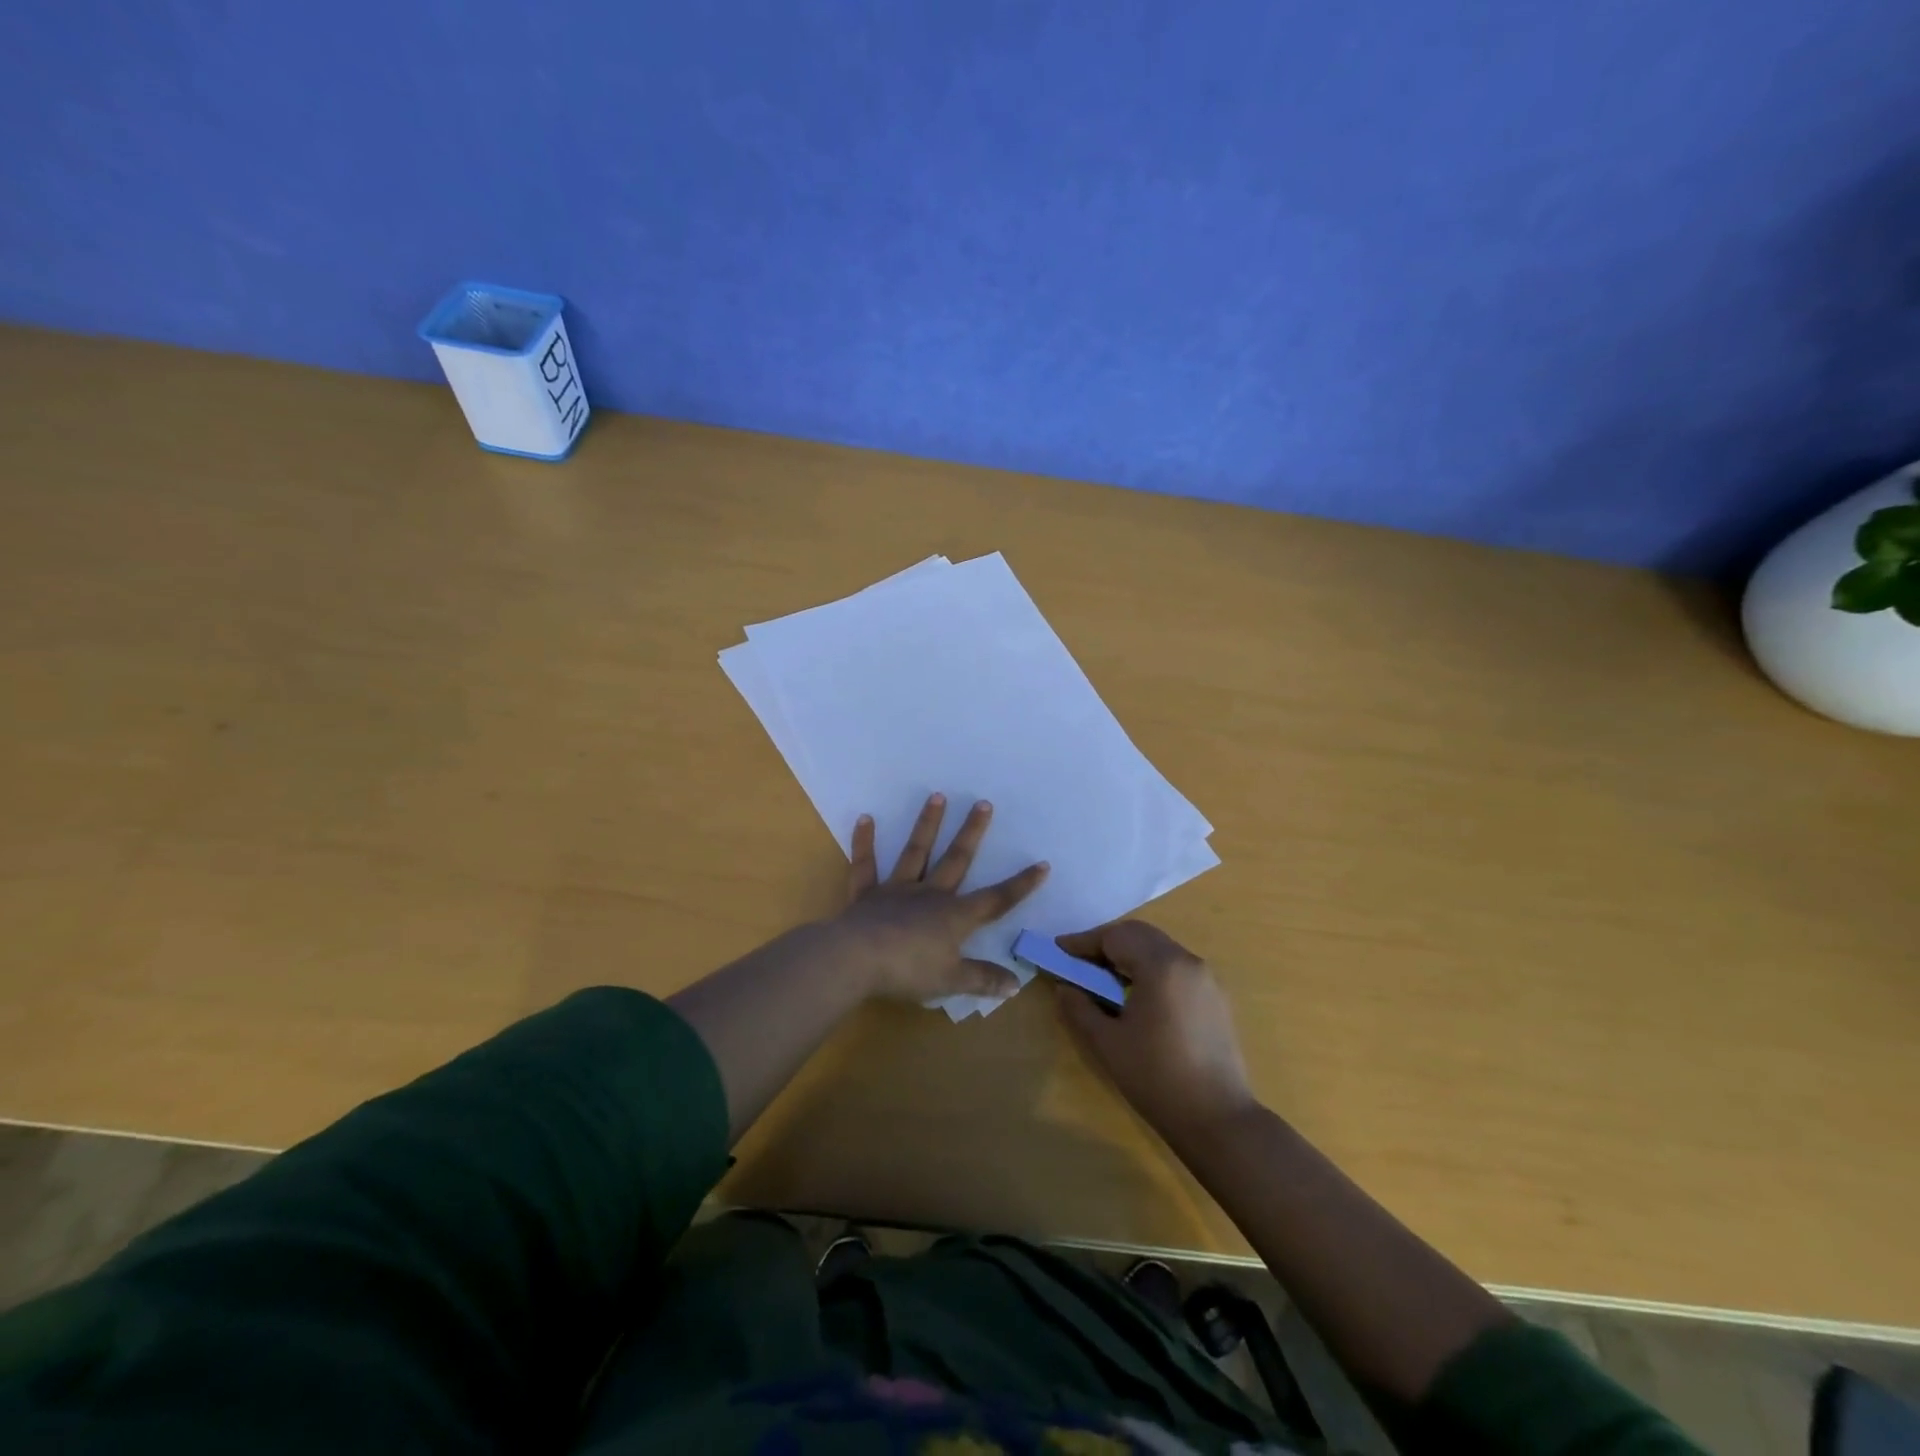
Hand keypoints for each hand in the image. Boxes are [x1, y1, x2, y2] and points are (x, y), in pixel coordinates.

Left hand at [828, 793, 1048, 1004]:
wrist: (856, 960)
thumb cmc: (908, 971)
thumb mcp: (951, 981)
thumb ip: (983, 980)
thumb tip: (1016, 984)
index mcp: (954, 917)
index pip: (996, 900)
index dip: (1020, 885)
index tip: (1042, 864)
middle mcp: (929, 895)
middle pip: (956, 860)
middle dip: (972, 832)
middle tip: (983, 803)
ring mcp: (896, 890)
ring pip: (916, 852)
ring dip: (927, 824)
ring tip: (937, 795)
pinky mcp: (866, 894)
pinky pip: (865, 865)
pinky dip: (864, 842)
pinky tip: (865, 818)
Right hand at [1053, 920, 1256, 1136]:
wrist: (1218, 1120)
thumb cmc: (1156, 1078)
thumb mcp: (1107, 1043)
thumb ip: (1079, 1008)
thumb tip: (1064, 987)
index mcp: (1161, 966)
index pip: (1115, 936)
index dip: (1083, 942)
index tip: (1058, 950)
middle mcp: (1187, 961)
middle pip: (1139, 935)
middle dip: (1106, 943)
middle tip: (1079, 962)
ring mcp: (1207, 978)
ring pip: (1159, 948)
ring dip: (1129, 955)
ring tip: (1105, 979)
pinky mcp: (1216, 997)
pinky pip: (1176, 967)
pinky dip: (1151, 969)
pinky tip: (1137, 996)